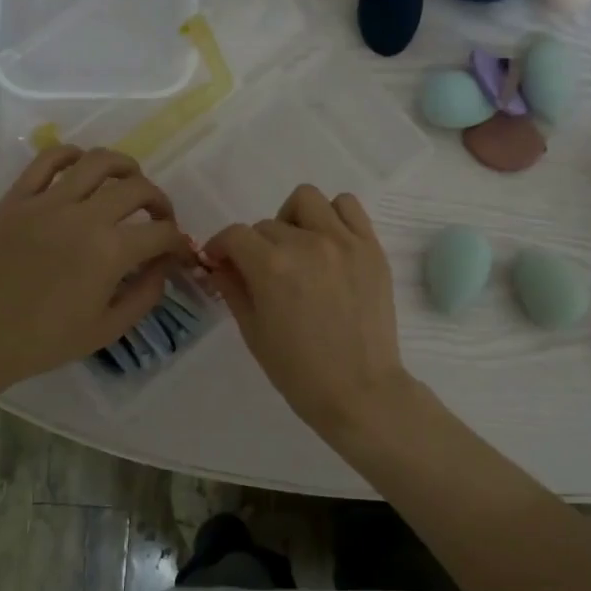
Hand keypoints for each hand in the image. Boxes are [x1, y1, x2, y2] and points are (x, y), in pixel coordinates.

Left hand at [0, 146, 189, 395]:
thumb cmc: (45, 341)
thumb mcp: (108, 329)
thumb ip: (146, 294)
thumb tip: (164, 265)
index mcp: (110, 252)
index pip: (162, 233)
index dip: (180, 242)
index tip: (180, 252)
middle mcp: (83, 216)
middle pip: (138, 188)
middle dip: (160, 202)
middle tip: (159, 220)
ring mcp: (47, 202)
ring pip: (98, 161)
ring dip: (126, 168)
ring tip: (128, 183)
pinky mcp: (17, 197)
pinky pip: (48, 159)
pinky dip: (72, 155)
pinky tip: (82, 169)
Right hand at [205, 185, 416, 438]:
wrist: (360, 390)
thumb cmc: (299, 371)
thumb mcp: (253, 332)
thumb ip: (232, 288)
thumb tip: (219, 264)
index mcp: (272, 266)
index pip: (235, 236)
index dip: (220, 247)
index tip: (221, 262)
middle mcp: (307, 243)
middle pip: (267, 224)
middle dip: (256, 246)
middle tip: (263, 273)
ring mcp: (344, 241)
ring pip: (307, 200)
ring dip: (293, 219)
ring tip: (298, 248)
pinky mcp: (371, 247)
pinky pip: (348, 207)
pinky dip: (332, 216)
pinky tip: (328, 243)